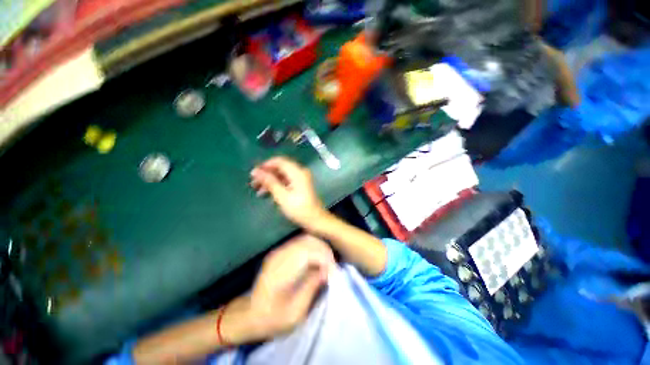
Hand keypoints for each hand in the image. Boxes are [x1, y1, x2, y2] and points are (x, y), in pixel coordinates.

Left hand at [236, 235, 334, 339]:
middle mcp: (279, 256)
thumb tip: (327, 271)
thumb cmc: (272, 319)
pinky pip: (302, 242)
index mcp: (280, 272)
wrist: (251, 315)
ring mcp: (279, 251)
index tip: (333, 273)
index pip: (307, 253)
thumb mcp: (294, 313)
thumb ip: (311, 288)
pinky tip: (318, 260)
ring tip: (328, 264)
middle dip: (324, 251)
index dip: (323, 259)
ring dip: (320, 248)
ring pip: (306, 239)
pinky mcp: (281, 251)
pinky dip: (314, 248)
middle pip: (308, 241)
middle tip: (332, 267)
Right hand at [251, 156, 327, 229]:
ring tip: (258, 191)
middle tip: (254, 184)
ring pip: (282, 175)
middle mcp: (300, 172)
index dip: (265, 165)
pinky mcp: (300, 185)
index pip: (279, 161)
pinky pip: (286, 181)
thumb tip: (255, 171)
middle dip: (267, 174)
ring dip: (270, 181)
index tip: (254, 174)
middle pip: (280, 168)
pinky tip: (269, 194)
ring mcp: (301, 179)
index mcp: (297, 172)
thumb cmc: (299, 209)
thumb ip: (269, 182)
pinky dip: (277, 186)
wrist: (316, 220)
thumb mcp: (282, 196)